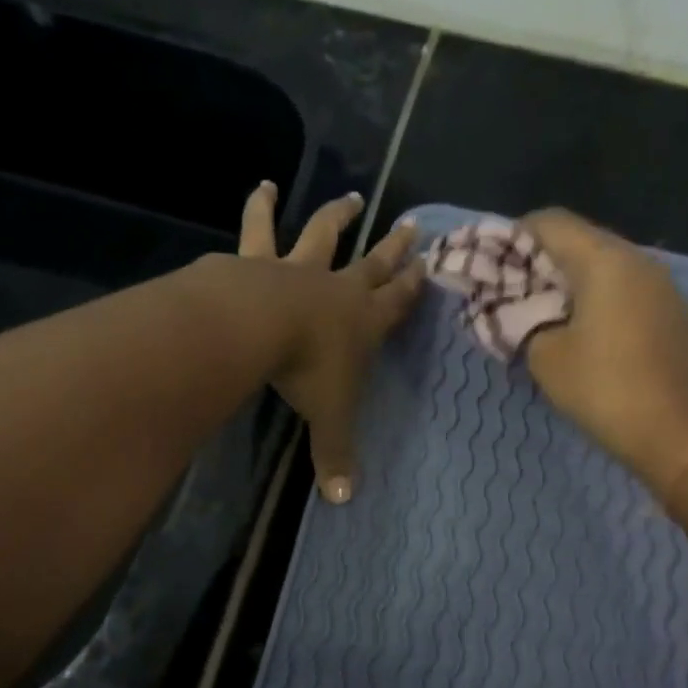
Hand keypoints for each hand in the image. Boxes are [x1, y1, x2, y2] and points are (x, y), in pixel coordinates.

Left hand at [240, 183, 424, 503]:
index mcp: (364, 323)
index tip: (429, 264)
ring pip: (324, 235)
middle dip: (395, 247)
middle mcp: (339, 289)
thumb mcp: (328, 419)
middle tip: (411, 224)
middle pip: (374, 263)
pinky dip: (260, 207)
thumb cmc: (307, 371)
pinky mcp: (259, 260)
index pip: (398, 302)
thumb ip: (336, 457)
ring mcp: (300, 269)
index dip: (415, 286)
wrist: (258, 327)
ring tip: (349, 196)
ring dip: (338, 216)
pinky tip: (261, 186)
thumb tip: (344, 502)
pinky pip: (259, 229)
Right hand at [520, 208, 687, 487]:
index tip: (493, 266)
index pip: (550, 222)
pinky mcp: (675, 313)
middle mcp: (638, 260)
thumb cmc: (604, 388)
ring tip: (546, 316)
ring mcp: (663, 286)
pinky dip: (600, 300)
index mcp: (604, 260)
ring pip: (607, 267)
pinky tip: (586, 333)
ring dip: (572, 284)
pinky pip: (628, 291)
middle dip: (543, 262)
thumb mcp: (546, 356)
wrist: (677, 432)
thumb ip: (522, 322)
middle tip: (514, 294)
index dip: (514, 237)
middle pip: (581, 241)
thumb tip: (517, 311)